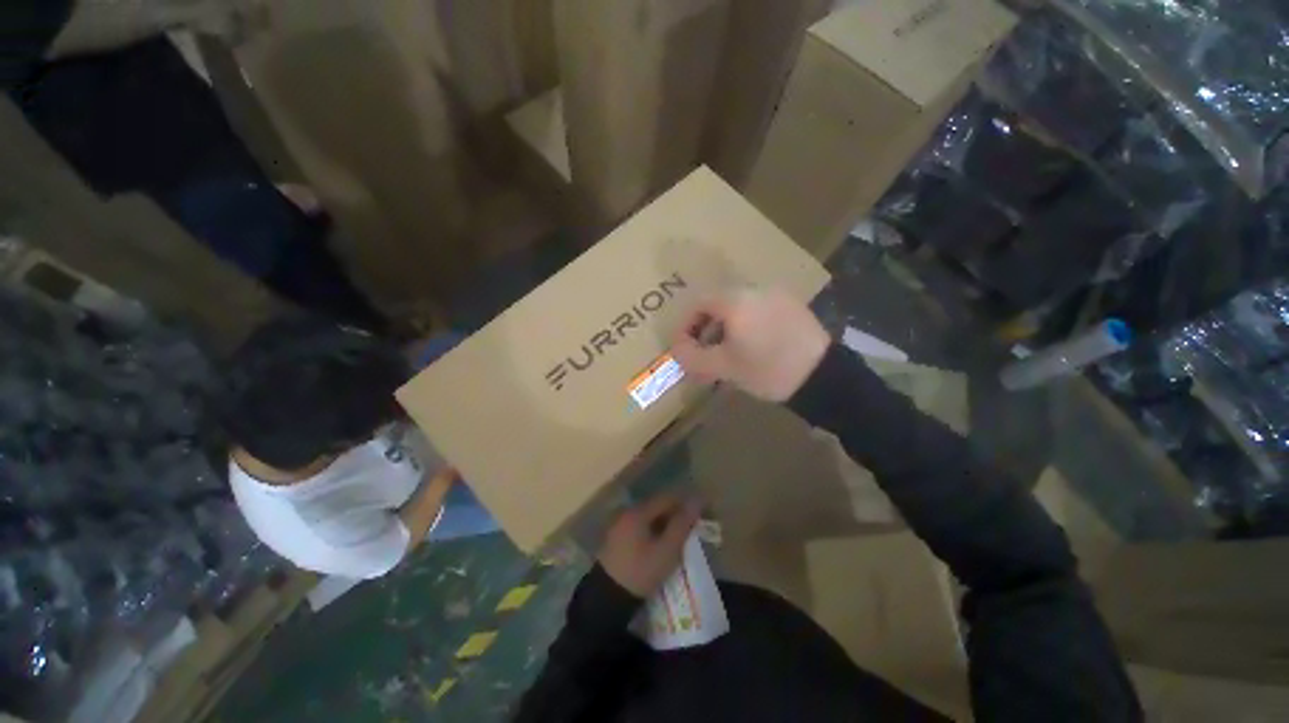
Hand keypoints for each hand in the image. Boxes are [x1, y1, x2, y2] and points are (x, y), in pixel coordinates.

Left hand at [599, 494, 701, 597]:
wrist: (607, 598)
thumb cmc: (641, 572)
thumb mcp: (667, 550)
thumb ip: (682, 524)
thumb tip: (696, 501)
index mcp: (638, 511)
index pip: (667, 498)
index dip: (685, 504)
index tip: (700, 515)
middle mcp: (627, 511)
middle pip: (656, 505)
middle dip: (675, 514)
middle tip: (691, 529)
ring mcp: (619, 524)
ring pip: (648, 516)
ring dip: (664, 523)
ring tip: (678, 538)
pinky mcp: (616, 536)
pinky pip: (639, 526)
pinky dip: (653, 530)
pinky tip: (660, 544)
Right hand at [671, 289, 829, 401]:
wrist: (823, 376)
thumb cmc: (768, 370)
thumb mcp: (724, 367)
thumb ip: (693, 357)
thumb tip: (676, 349)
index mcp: (735, 300)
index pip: (698, 303)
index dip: (685, 325)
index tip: (683, 347)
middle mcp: (755, 289)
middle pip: (717, 302)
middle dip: (704, 327)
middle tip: (702, 351)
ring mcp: (776, 294)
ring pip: (738, 305)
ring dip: (724, 326)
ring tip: (725, 351)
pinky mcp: (792, 304)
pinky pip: (758, 308)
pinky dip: (745, 323)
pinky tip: (751, 345)